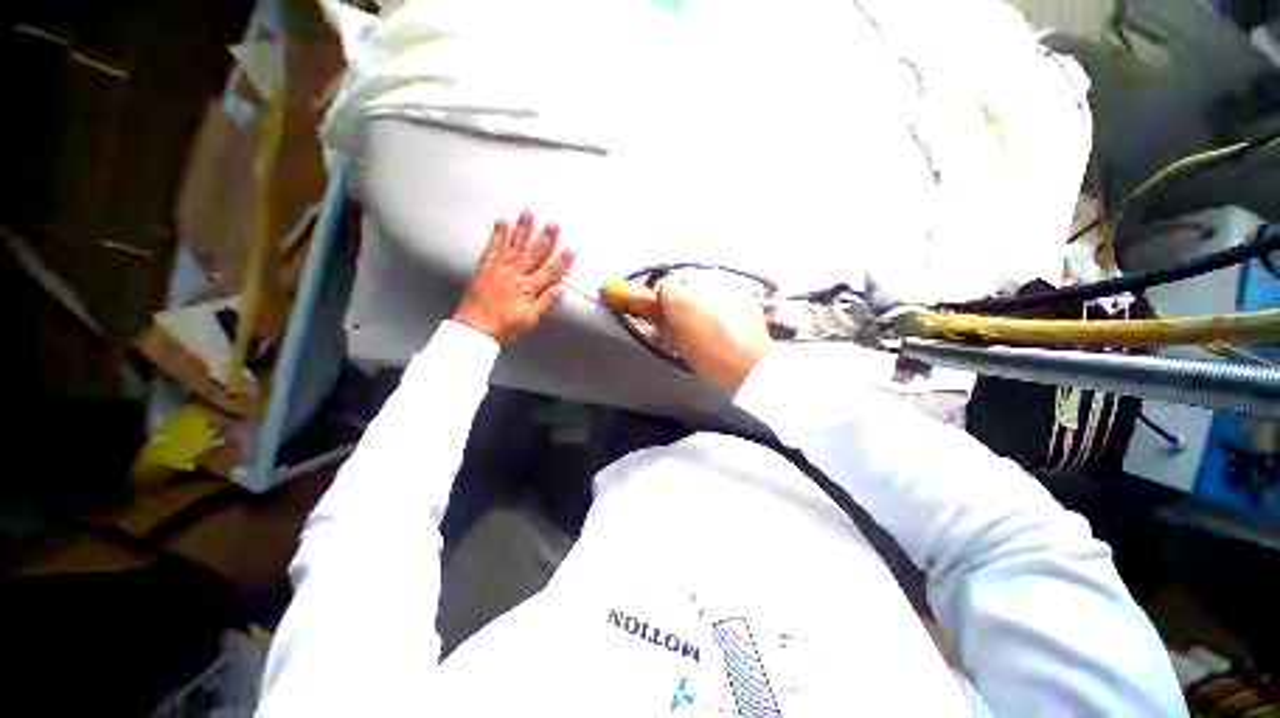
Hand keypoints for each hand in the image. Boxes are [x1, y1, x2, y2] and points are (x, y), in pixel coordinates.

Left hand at [452, 211, 575, 342]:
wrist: (474, 328)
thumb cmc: (503, 326)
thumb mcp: (529, 319)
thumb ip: (545, 303)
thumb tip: (560, 290)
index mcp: (527, 289)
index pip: (550, 272)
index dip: (563, 261)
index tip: (572, 250)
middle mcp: (514, 275)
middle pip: (534, 253)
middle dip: (546, 238)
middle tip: (554, 223)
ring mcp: (499, 269)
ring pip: (514, 245)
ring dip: (523, 229)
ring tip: (528, 213)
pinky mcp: (485, 268)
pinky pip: (493, 248)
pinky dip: (498, 234)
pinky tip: (502, 223)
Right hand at [657, 275, 773, 391]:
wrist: (749, 361)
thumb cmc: (710, 356)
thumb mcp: (677, 345)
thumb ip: (665, 327)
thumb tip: (662, 319)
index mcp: (680, 296)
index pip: (665, 284)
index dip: (665, 299)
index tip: (667, 312)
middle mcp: (701, 285)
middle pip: (688, 287)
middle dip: (687, 302)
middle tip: (689, 323)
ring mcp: (725, 287)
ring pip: (708, 291)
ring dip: (706, 303)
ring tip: (712, 327)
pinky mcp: (743, 293)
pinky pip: (727, 296)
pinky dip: (726, 306)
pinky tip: (729, 326)